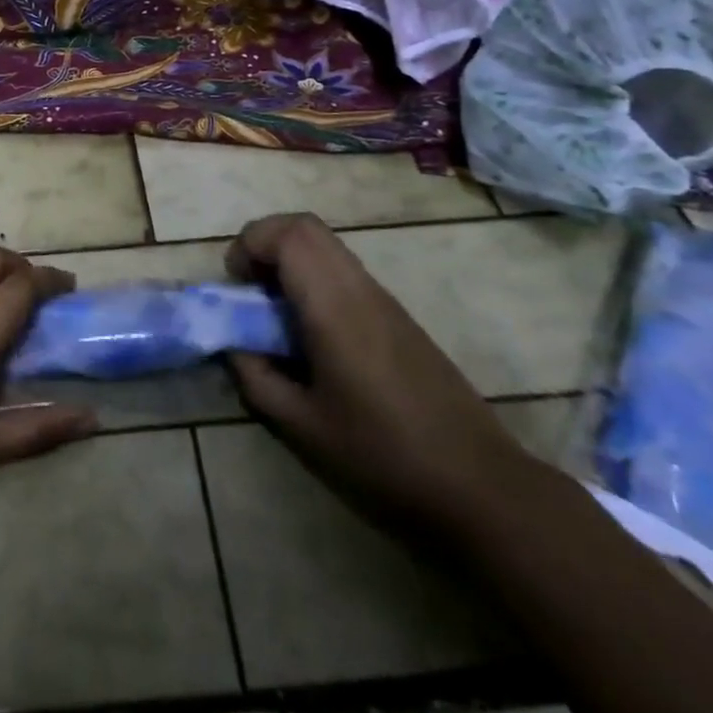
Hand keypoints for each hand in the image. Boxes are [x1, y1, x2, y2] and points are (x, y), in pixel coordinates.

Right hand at [226, 213, 542, 533]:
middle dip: (265, 243)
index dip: (250, 243)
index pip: (289, 234)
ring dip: (290, 262)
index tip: (235, 286)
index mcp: (334, 306)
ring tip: (274, 314)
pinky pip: (345, 272)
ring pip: (327, 247)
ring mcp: (384, 299)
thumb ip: (256, 377)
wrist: (478, 485)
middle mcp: (360, 288)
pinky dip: (313, 280)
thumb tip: (234, 345)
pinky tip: (311, 335)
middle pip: (306, 227)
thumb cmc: (382, 456)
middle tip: (248, 289)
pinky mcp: (398, 316)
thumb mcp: (302, 425)